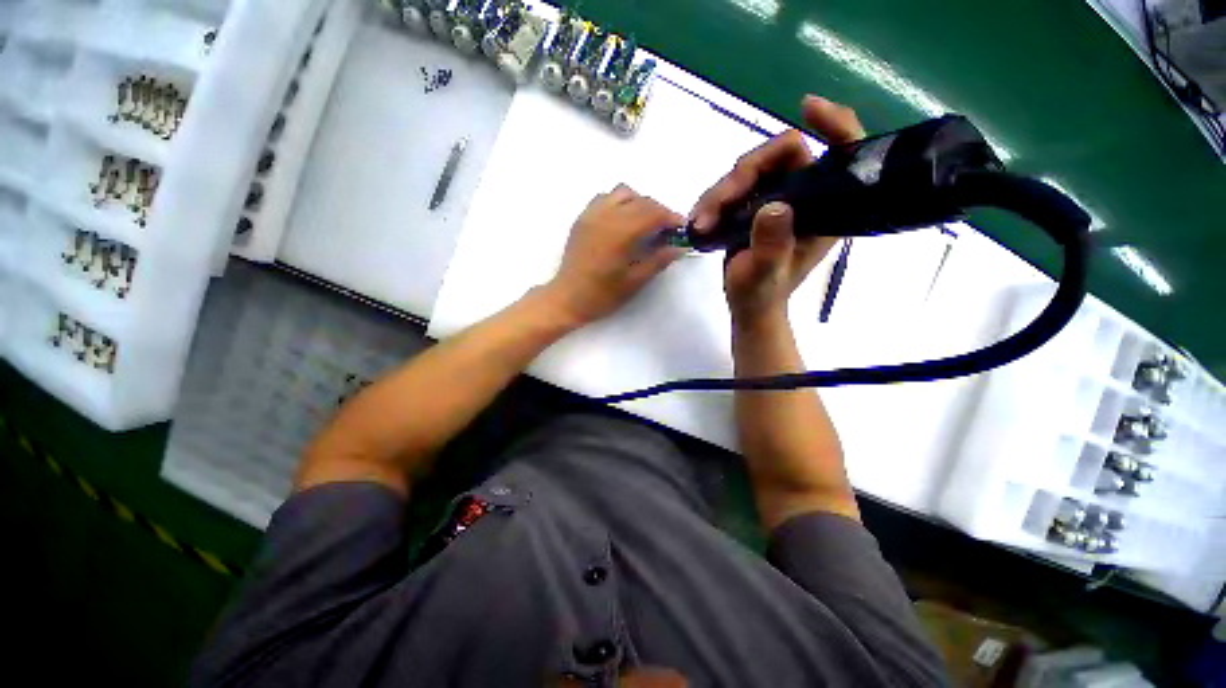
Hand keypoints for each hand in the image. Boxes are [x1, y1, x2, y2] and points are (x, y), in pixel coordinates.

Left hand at [544, 184, 685, 327]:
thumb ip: (658, 260)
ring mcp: (591, 214)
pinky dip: (619, 203)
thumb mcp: (634, 282)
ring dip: (639, 203)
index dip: (671, 217)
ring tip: (644, 223)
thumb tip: (680, 247)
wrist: (567, 298)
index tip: (681, 228)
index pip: (653, 213)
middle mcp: (606, 216)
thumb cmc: (602, 295)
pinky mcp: (582, 218)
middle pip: (641, 200)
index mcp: (620, 233)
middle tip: (666, 230)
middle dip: (658, 211)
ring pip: (622, 193)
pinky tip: (622, 222)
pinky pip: (605, 198)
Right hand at [690, 95, 865, 324]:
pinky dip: (714, 200)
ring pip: (749, 171)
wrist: (747, 305)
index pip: (842, 152)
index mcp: (826, 209)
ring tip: (701, 221)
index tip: (806, 107)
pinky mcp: (754, 205)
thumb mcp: (765, 274)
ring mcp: (777, 199)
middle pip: (778, 156)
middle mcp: (805, 196)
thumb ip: (771, 245)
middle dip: (742, 176)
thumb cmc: (761, 294)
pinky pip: (734, 187)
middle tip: (715, 206)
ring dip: (720, 192)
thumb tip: (773, 206)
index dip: (832, 123)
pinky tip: (700, 219)